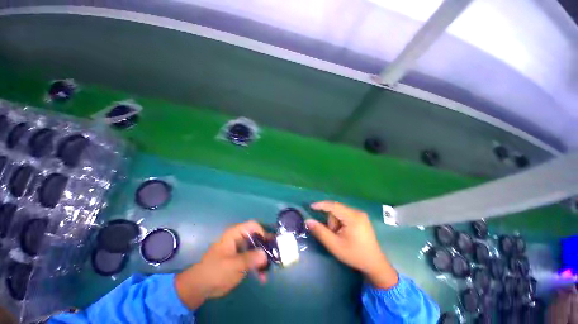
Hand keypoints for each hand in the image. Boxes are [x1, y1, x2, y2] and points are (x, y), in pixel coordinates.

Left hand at [175, 221, 267, 309]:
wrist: (201, 287)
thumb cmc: (215, 271)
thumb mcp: (233, 265)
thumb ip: (250, 259)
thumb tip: (265, 254)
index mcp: (235, 234)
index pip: (253, 226)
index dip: (262, 232)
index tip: (268, 244)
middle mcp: (240, 239)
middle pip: (257, 236)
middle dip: (266, 246)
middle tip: (275, 255)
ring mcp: (241, 249)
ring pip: (257, 248)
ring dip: (263, 258)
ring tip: (269, 269)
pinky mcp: (241, 259)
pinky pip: (253, 259)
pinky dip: (258, 266)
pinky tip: (262, 277)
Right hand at [306, 201, 397, 288]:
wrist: (374, 264)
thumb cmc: (354, 255)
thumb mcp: (334, 245)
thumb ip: (320, 232)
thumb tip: (308, 221)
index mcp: (353, 217)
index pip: (333, 206)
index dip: (321, 205)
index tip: (311, 206)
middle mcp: (357, 212)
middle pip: (336, 210)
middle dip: (331, 221)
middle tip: (334, 235)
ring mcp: (360, 214)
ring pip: (340, 212)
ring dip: (335, 222)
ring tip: (340, 236)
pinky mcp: (360, 218)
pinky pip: (345, 215)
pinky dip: (340, 222)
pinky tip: (344, 232)